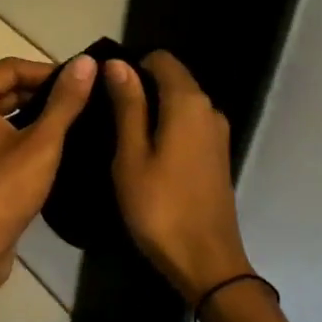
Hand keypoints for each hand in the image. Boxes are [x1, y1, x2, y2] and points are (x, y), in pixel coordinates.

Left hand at [0, 55, 96, 290]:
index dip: (48, 71)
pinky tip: (55, 144)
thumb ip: (65, 101)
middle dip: (43, 92)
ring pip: (3, 112)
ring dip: (36, 114)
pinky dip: (23, 134)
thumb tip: (86, 62)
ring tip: (76, 120)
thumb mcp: (42, 143)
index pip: (11, 68)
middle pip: (5, 88)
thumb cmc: (4, 190)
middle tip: (84, 100)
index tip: (83, 82)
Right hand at [105, 52, 249, 300]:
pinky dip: (166, 129)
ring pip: (179, 104)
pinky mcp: (217, 155)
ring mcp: (217, 133)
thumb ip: (127, 105)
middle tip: (105, 118)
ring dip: (151, 111)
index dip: (130, 67)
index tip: (104, 92)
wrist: (206, 262)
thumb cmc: (159, 206)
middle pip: (172, 79)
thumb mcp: (131, 154)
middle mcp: (209, 109)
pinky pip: (187, 125)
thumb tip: (117, 63)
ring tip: (120, 139)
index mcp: (188, 102)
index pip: (161, 59)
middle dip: (139, 88)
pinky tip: (145, 156)